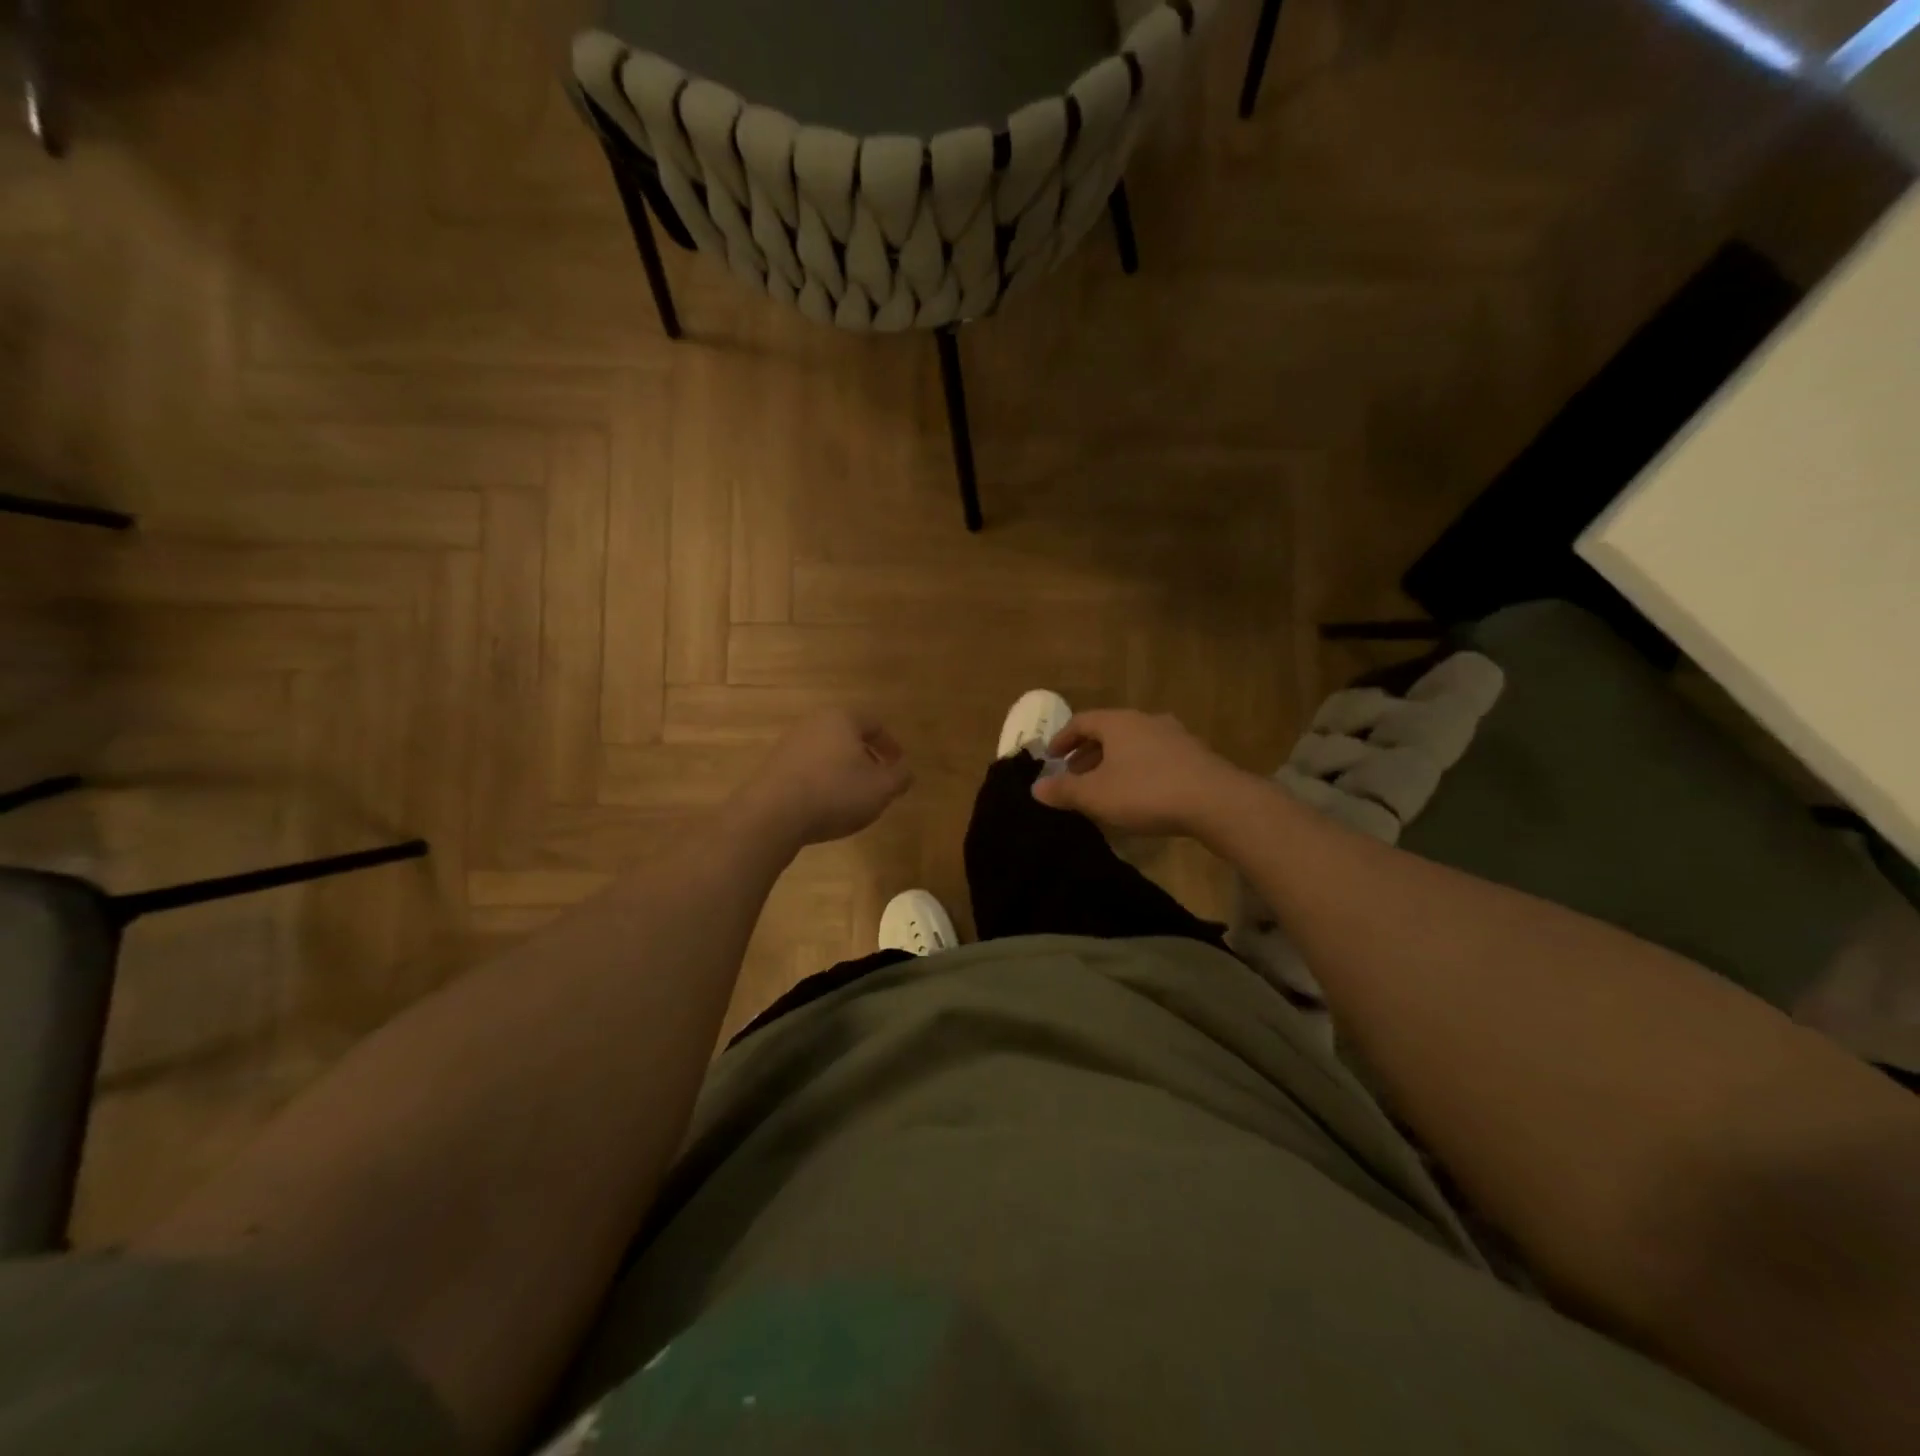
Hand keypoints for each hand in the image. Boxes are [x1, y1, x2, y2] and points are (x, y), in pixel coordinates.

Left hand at [731, 708, 912, 849]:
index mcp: (842, 718)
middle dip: (866, 757)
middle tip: (877, 780)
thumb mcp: (881, 788)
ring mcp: (789, 743)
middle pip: (848, 735)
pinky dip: (822, 781)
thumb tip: (905, 770)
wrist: (773, 815)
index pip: (874, 724)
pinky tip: (825, 805)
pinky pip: (807, 769)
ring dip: (843, 770)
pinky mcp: (773, 766)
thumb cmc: (835, 793)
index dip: (891, 745)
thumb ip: (900, 776)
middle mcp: (814, 723)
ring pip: (827, 752)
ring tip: (852, 797)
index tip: (898, 766)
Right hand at [1031, 710, 1253, 837]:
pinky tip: (1138, 794)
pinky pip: (1155, 757)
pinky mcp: (1195, 756)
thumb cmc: (1146, 792)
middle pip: (1109, 732)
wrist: (1216, 801)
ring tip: (1104, 787)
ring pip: (1133, 744)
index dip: (1062, 739)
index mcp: (1119, 722)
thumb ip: (1063, 790)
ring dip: (1113, 762)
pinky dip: (1138, 770)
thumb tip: (1036, 787)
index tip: (1051, 758)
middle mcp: (1146, 721)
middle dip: (1087, 753)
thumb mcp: (1096, 795)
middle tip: (1074, 776)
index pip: (1081, 721)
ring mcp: (1174, 736)